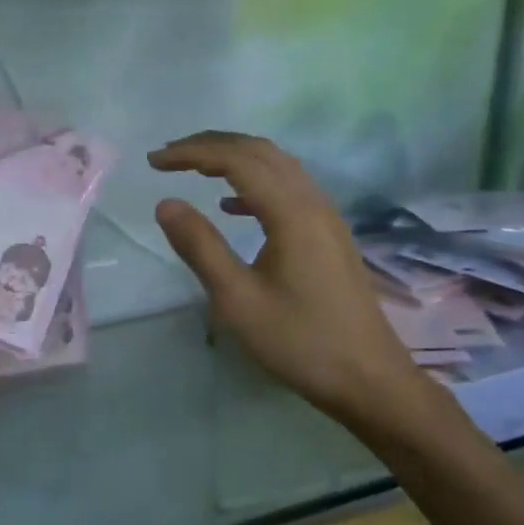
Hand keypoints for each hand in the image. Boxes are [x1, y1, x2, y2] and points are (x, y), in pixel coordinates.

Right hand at [149, 131, 450, 436]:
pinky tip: (231, 206)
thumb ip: (200, 246)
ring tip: (194, 169)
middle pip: (258, 151)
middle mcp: (312, 201)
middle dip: (210, 145)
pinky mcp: (328, 234)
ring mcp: (325, 216)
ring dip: (233, 158)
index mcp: (291, 211)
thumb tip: (166, 203)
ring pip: (276, 165)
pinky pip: (287, 187)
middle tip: (169, 156)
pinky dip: (253, 183)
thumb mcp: (237, 299)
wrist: (369, 379)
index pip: (235, 159)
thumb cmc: (300, 341)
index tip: (154, 162)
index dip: (192, 153)